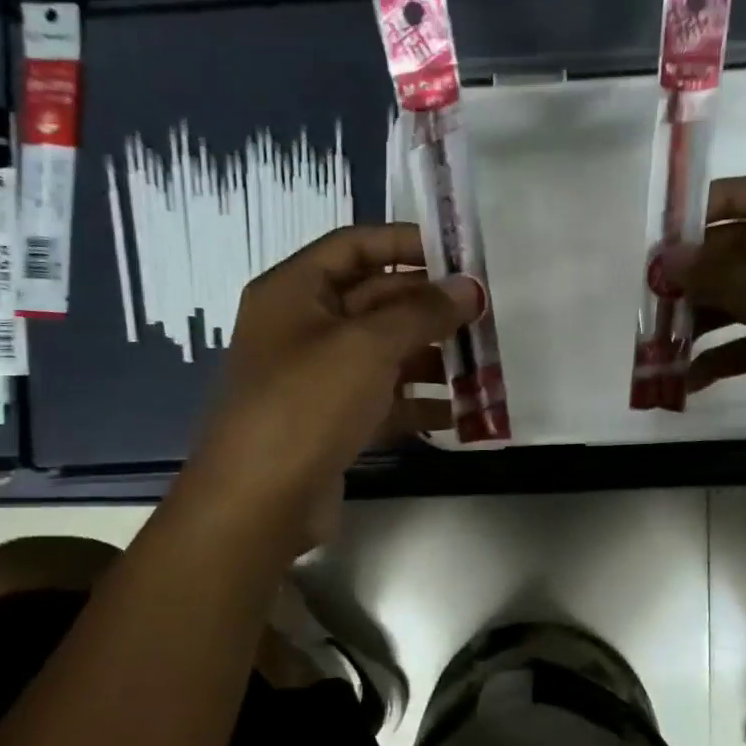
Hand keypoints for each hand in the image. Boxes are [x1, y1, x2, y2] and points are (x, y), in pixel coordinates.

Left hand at [183, 222, 478, 541]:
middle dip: (429, 307)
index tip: (459, 255)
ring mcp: (317, 379)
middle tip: (485, 313)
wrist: (259, 502)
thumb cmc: (307, 405)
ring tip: (484, 363)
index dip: (405, 242)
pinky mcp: (332, 423)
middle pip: (374, 300)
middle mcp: (302, 328)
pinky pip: (383, 400)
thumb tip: (469, 287)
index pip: (354, 246)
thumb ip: (422, 312)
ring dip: (431, 357)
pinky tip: (462, 412)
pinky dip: (418, 403)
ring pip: (383, 353)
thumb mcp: (367, 346)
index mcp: (293, 292)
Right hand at [666, 175, 745, 494]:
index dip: (718, 203)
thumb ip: (720, 276)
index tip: (669, 231)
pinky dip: (718, 357)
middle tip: (651, 293)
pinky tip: (688, 379)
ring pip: (741, 300)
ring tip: (660, 338)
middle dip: (698, 271)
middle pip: (744, 251)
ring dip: (701, 316)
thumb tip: (668, 257)